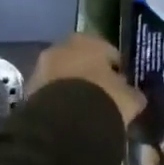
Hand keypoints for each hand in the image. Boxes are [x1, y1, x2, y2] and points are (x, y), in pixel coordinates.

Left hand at [26, 33, 146, 126]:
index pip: (108, 51)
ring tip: (85, 109)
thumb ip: (131, 93)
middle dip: (90, 75)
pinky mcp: (29, 89)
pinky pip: (51, 93)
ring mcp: (42, 67)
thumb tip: (134, 96)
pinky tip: (69, 117)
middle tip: (102, 96)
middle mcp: (62, 46)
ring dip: (72, 88)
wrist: (65, 123)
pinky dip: (59, 101)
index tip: (121, 86)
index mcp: (89, 40)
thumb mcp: (129, 98)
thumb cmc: (104, 99)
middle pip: (81, 60)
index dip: (116, 69)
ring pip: (63, 76)